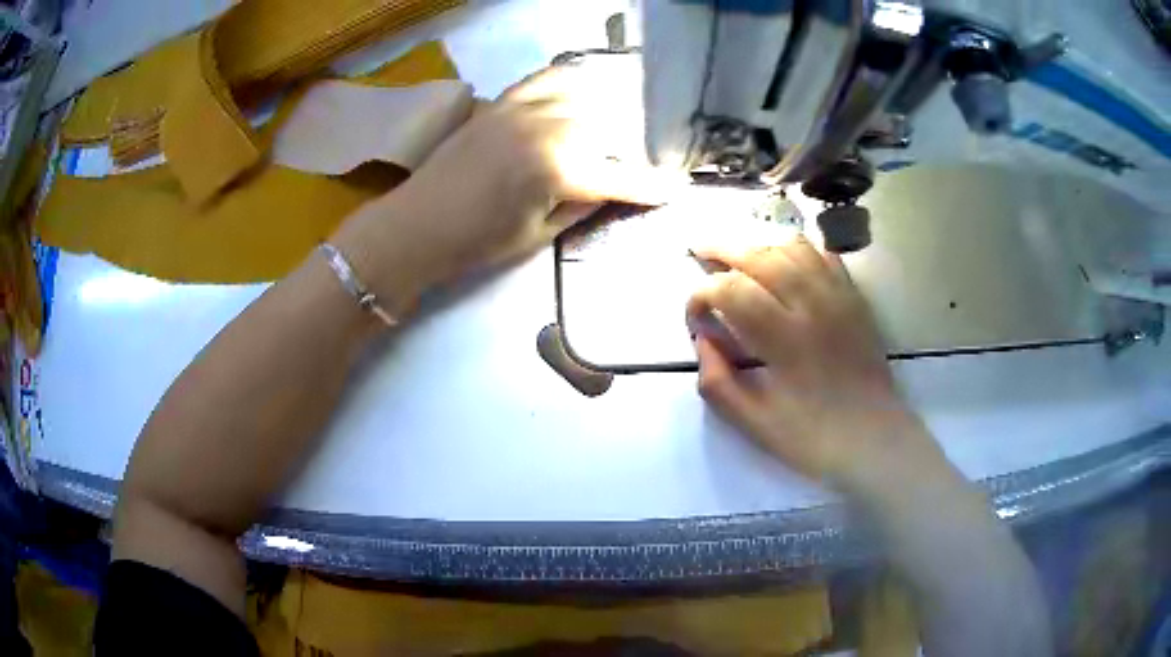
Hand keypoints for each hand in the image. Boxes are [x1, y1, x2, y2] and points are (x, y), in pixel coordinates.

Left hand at [334, 59, 675, 311]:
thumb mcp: (538, 234)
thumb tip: (609, 188)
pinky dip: (566, 84)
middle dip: (625, 147)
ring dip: (601, 111)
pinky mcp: (501, 101)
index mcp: (558, 168)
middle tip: (630, 165)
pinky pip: (544, 79)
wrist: (417, 225)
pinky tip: (573, 96)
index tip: (673, 189)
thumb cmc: (476, 242)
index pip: (619, 175)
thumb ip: (581, 205)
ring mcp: (522, 107)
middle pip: (605, 126)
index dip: (649, 185)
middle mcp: (547, 127)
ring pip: (581, 94)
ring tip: (607, 129)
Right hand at [687, 237, 947, 491]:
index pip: (731, 290)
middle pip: (759, 256)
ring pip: (792, 247)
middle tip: (699, 250)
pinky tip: (784, 260)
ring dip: (759, 245)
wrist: (872, 437)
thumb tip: (702, 340)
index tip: (695, 315)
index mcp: (784, 338)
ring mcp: (837, 296)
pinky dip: (797, 250)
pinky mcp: (854, 298)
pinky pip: (823, 256)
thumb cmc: (812, 436)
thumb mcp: (752, 422)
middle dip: (723, 249)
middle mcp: (812, 305)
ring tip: (739, 254)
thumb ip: (717, 381)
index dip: (702, 293)